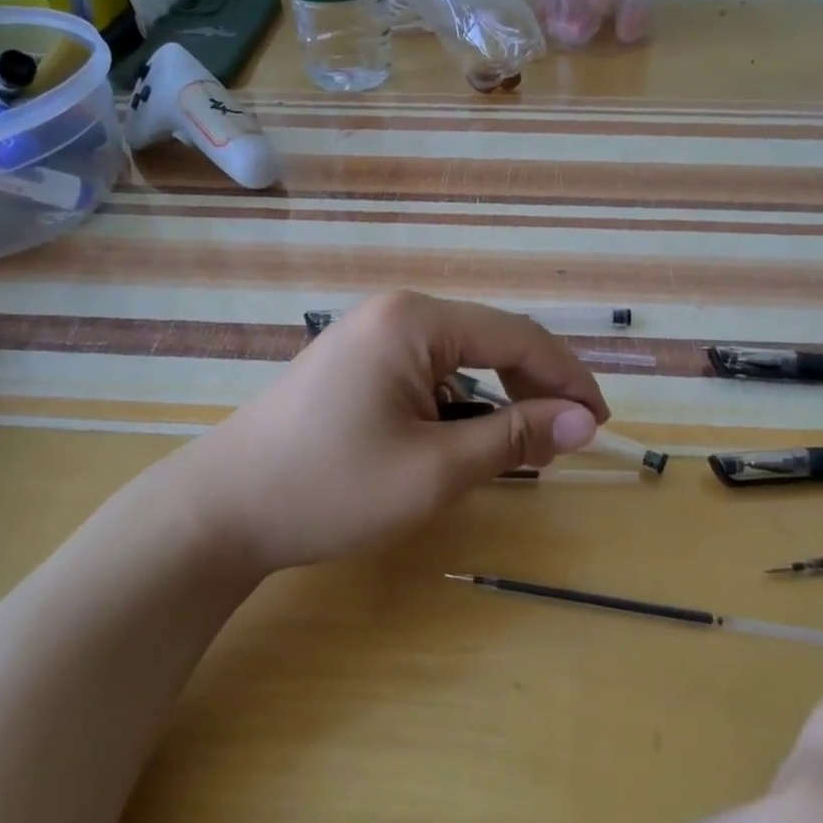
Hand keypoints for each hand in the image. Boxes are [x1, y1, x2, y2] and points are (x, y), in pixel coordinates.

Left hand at [153, 292, 608, 573]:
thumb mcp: (436, 469)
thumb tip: (584, 423)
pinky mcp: (354, 363)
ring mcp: (369, 335)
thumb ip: (515, 438)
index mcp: (416, 321)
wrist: (222, 510)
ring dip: (497, 399)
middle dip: (535, 388)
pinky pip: (427, 372)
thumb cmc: (332, 487)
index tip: (600, 423)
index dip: (567, 379)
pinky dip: (458, 404)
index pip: (518, 338)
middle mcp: (395, 312)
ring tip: (520, 446)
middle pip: (490, 341)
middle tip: (566, 439)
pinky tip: (463, 438)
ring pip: (459, 359)